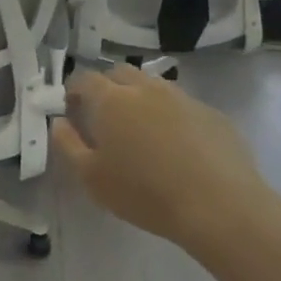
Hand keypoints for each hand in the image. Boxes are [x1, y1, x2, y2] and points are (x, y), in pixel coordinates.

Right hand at [52, 66, 280, 259]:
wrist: (221, 208)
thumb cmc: (145, 194)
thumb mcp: (92, 178)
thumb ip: (68, 145)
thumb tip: (59, 122)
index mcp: (111, 99)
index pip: (84, 79)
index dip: (74, 92)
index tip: (72, 112)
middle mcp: (145, 88)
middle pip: (119, 73)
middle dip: (107, 87)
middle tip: (106, 118)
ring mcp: (182, 98)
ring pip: (153, 86)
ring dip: (141, 99)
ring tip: (142, 131)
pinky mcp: (213, 114)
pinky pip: (183, 106)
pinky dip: (172, 116)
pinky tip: (179, 147)